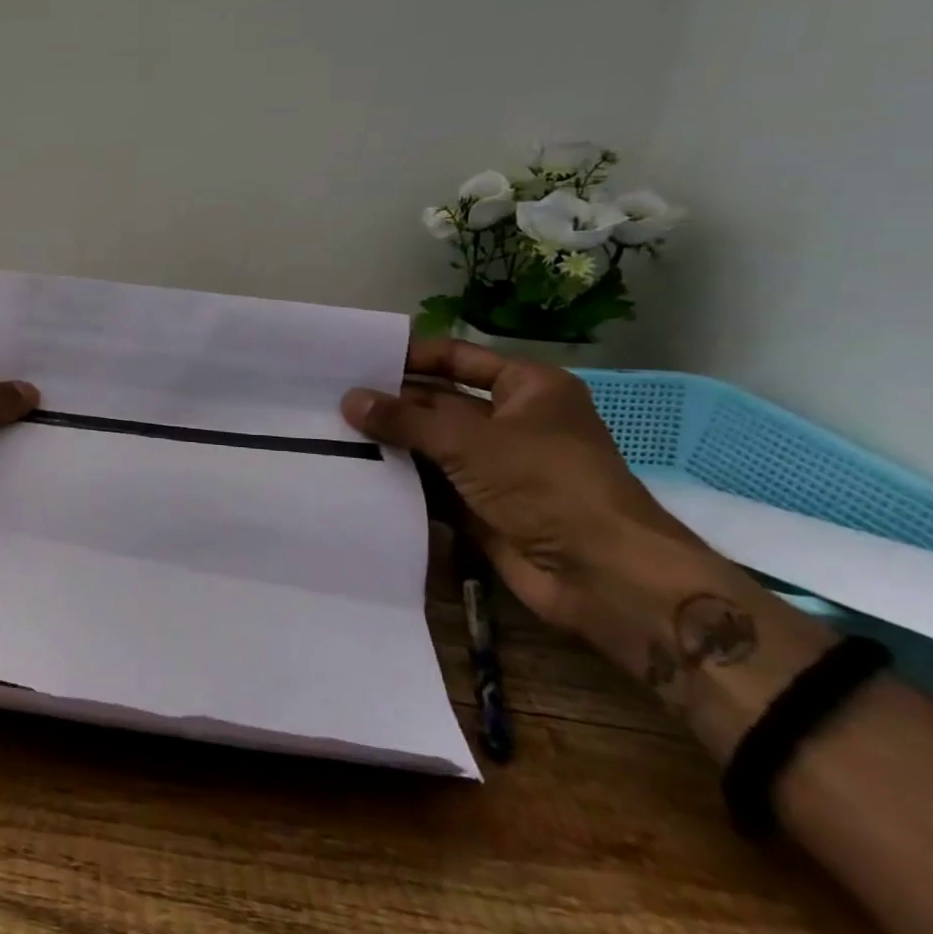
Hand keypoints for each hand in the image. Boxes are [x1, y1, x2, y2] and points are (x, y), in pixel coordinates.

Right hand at [340, 339, 713, 655]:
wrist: (603, 576)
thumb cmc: (545, 484)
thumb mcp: (469, 440)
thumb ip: (405, 419)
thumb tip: (349, 400)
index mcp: (526, 389)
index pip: (456, 358)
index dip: (410, 357)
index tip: (356, 360)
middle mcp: (511, 421)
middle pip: (439, 401)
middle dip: (391, 403)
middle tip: (329, 398)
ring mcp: (496, 466)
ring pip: (431, 444)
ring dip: (390, 442)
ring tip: (330, 430)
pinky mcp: (482, 505)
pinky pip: (432, 483)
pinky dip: (400, 479)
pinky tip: (354, 471)